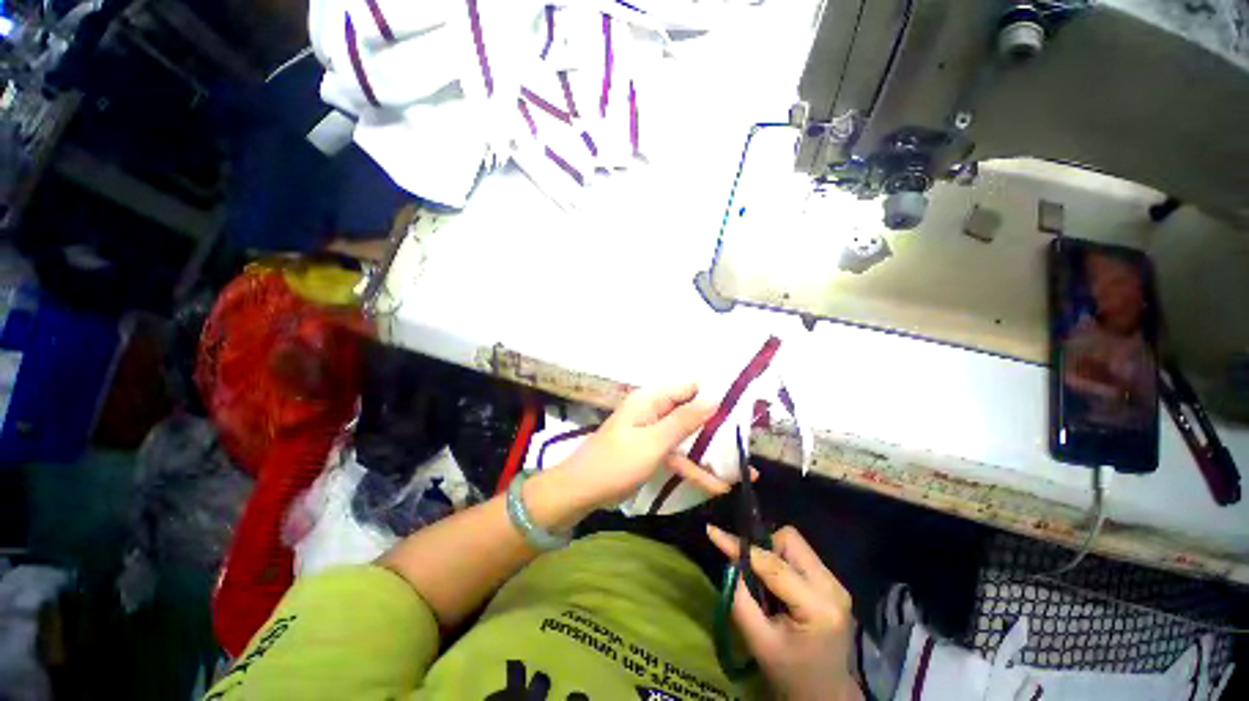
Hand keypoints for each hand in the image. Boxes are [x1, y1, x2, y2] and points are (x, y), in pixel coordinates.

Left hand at [556, 383, 732, 511]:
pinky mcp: (651, 450)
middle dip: (718, 426)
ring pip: (687, 436)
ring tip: (744, 468)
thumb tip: (714, 398)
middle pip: (691, 412)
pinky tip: (718, 486)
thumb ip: (684, 421)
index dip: (715, 393)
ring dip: (710, 452)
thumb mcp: (654, 442)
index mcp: (651, 400)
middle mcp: (653, 410)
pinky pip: (677, 454)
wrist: (581, 491)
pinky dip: (693, 467)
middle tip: (749, 439)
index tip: (743, 405)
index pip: (689, 387)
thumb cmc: (616, 462)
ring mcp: (652, 432)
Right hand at [707, 524, 860, 700]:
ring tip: (764, 583)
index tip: (713, 532)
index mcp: (818, 607)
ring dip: (772, 554)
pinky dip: (781, 561)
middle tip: (748, 572)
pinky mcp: (833, 583)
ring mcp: (836, 583)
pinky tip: (777, 586)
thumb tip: (728, 561)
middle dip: (763, 548)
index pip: (773, 564)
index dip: (741, 546)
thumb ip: (740, 599)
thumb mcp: (759, 642)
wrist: (826, 694)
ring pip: (794, 543)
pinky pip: (800, 555)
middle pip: (790, 541)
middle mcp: (832, 587)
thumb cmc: (791, 674)